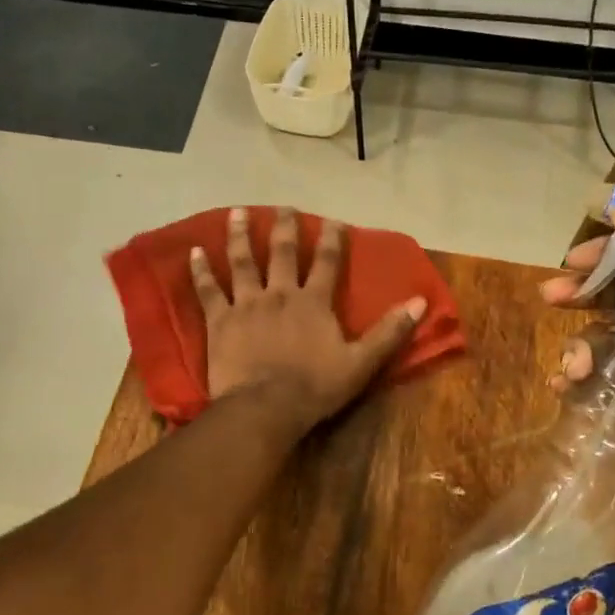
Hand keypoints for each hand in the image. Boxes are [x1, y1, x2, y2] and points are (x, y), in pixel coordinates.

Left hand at [191, 207, 425, 435]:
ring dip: (238, 235)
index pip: (327, 262)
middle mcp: (280, 293)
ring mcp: (246, 304)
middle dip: (283, 227)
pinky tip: (193, 252)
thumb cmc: (315, 387)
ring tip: (236, 211)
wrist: (266, 407)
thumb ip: (390, 331)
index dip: (332, 238)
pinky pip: (208, 290)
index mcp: (314, 302)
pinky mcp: (220, 321)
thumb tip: (420, 302)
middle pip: (281, 252)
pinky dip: (200, 271)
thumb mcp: (362, 362)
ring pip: (242, 262)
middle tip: (282, 207)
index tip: (333, 219)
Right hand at [540, 208, 614, 483]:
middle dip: (579, 291)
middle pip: (614, 292)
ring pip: (600, 336)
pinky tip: (566, 385)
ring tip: (575, 366)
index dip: (605, 252)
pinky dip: (577, 378)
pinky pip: (598, 377)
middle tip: (550, 296)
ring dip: (578, 345)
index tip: (573, 260)